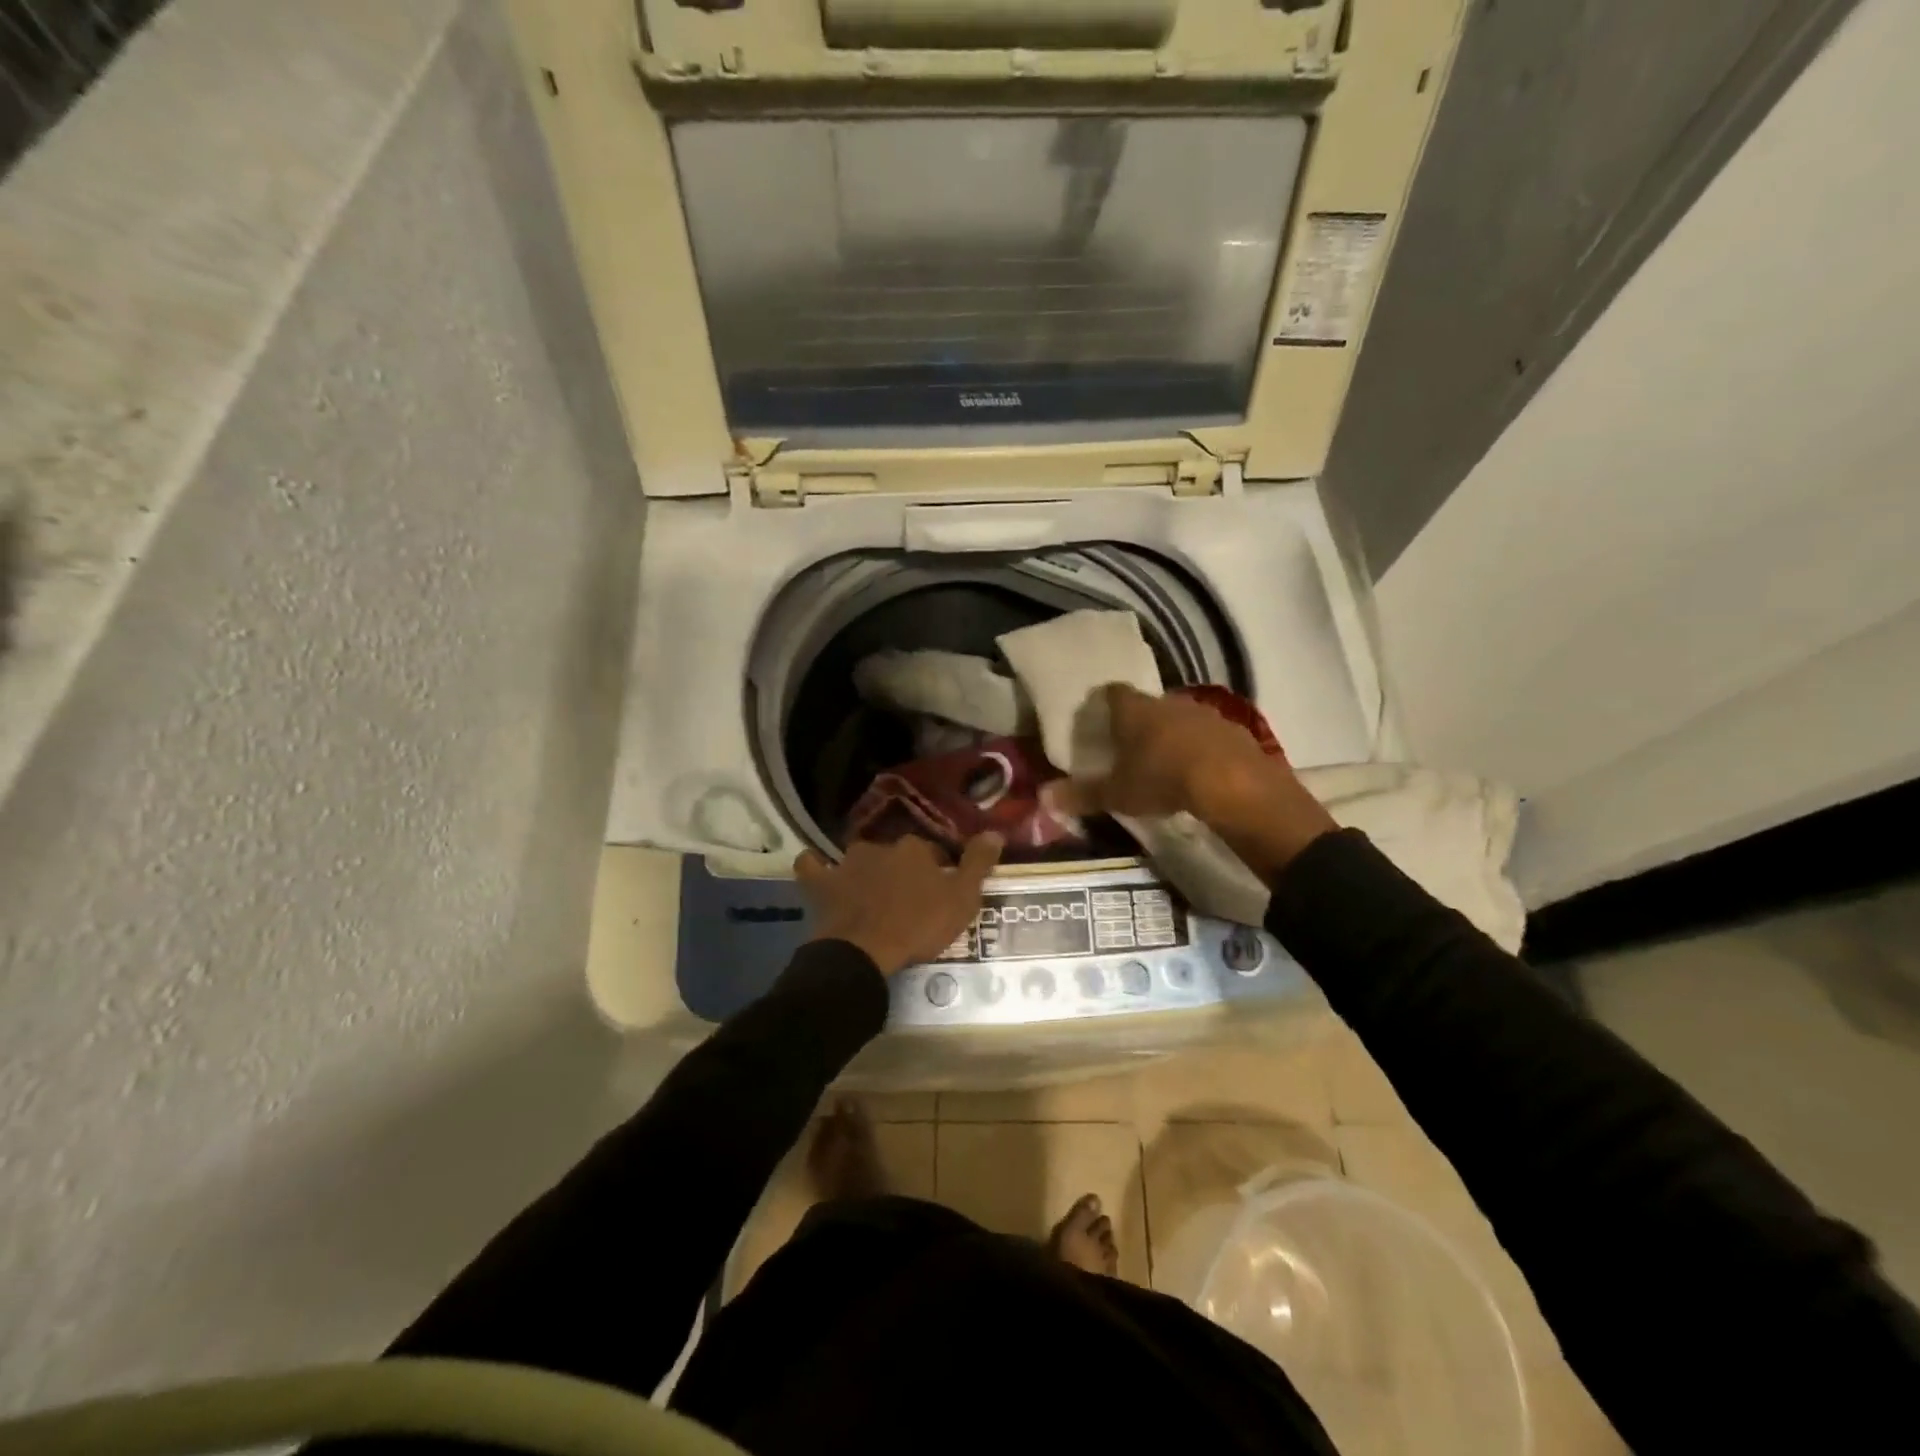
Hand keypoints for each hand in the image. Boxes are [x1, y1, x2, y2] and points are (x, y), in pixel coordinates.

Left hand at [796, 833, 1002, 975]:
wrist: (865, 951)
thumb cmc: (919, 925)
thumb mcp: (962, 899)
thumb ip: (978, 864)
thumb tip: (994, 832)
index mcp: (914, 849)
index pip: (932, 852)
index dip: (937, 871)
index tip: (940, 892)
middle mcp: (880, 846)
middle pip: (895, 854)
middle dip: (901, 870)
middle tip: (908, 897)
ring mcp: (846, 863)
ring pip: (859, 858)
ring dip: (866, 870)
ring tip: (871, 893)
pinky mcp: (821, 884)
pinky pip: (812, 866)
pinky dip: (816, 866)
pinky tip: (819, 871)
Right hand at [1047, 684, 1335, 878]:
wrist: (1232, 784)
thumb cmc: (1162, 780)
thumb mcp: (1117, 794)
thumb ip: (1082, 794)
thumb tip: (1044, 797)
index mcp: (1135, 710)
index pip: (1113, 692)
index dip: (1104, 703)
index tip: (1099, 718)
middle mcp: (1168, 702)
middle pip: (1148, 705)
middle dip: (1139, 722)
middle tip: (1129, 746)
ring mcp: (1205, 714)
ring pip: (1180, 719)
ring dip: (1172, 735)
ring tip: (1164, 762)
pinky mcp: (1234, 731)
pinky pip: (1209, 736)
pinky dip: (1201, 750)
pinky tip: (1199, 773)